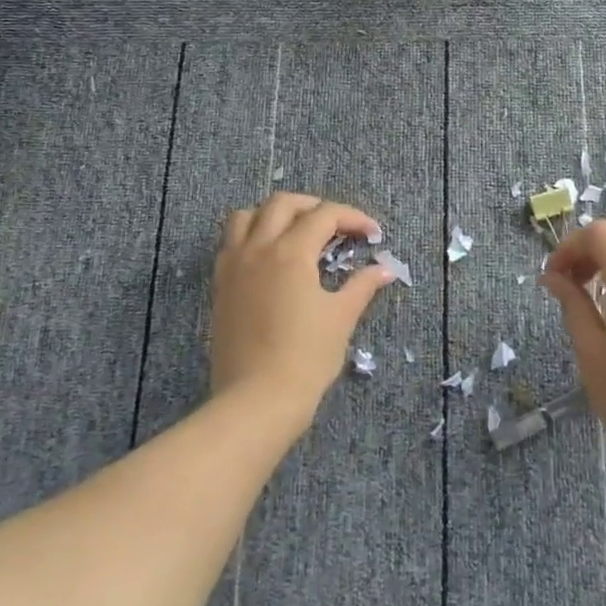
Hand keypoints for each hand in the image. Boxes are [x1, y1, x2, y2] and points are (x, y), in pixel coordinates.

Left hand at [210, 193, 394, 434]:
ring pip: (248, 216)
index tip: (372, 233)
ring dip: (274, 214)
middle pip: (283, 203)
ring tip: (296, 232)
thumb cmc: (305, 359)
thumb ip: (361, 286)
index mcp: (290, 253)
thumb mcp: (340, 319)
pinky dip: (251, 235)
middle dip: (314, 206)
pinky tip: (269, 257)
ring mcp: (234, 266)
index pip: (324, 215)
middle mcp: (258, 249)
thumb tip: (385, 269)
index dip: (352, 217)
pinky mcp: (220, 286)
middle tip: (336, 226)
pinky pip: (230, 243)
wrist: (256, 402)